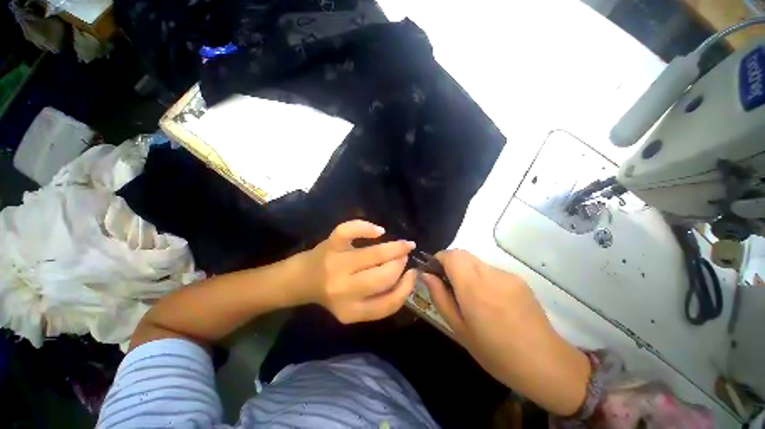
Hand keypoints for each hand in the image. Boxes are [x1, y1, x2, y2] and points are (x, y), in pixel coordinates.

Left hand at [296, 220, 417, 323]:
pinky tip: (378, 231)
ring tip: (402, 245)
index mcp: (351, 311)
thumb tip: (407, 274)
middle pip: (383, 276)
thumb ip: (380, 298)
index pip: (389, 303)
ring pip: (373, 255)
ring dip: (394, 248)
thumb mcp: (356, 307)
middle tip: (404, 256)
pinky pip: (349, 231)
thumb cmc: (332, 293)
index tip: (412, 274)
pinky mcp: (330, 245)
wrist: (302, 280)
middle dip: (400, 264)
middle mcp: (343, 290)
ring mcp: (335, 264)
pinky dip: (366, 228)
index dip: (406, 287)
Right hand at [422, 250, 590, 416]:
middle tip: (449, 285)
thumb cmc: (495, 352)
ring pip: (476, 261)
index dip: (439, 258)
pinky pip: (491, 270)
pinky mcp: (519, 279)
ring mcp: (507, 275)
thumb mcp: (459, 328)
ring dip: (466, 271)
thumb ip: (440, 296)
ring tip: (471, 296)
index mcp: (474, 288)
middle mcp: (490, 275)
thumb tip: (426, 275)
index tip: (434, 272)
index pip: (451, 255)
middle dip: (450, 263)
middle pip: (463, 254)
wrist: (545, 364)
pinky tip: (490, 300)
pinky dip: (482, 277)